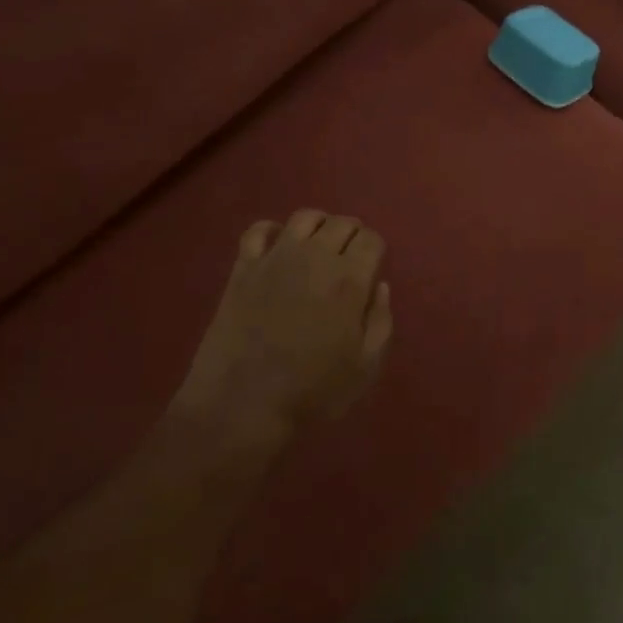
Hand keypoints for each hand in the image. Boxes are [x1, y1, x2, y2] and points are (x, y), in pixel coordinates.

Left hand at [170, 210, 392, 456]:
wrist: (242, 405)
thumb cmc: (312, 391)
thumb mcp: (365, 368)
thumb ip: (381, 321)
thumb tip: (380, 287)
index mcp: (349, 280)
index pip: (371, 240)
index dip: (375, 250)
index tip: (372, 268)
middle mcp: (315, 257)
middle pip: (341, 223)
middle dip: (352, 235)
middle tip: (349, 260)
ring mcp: (275, 258)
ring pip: (305, 217)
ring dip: (319, 225)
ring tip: (318, 247)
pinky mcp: (243, 267)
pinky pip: (258, 230)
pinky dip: (272, 231)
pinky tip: (277, 247)